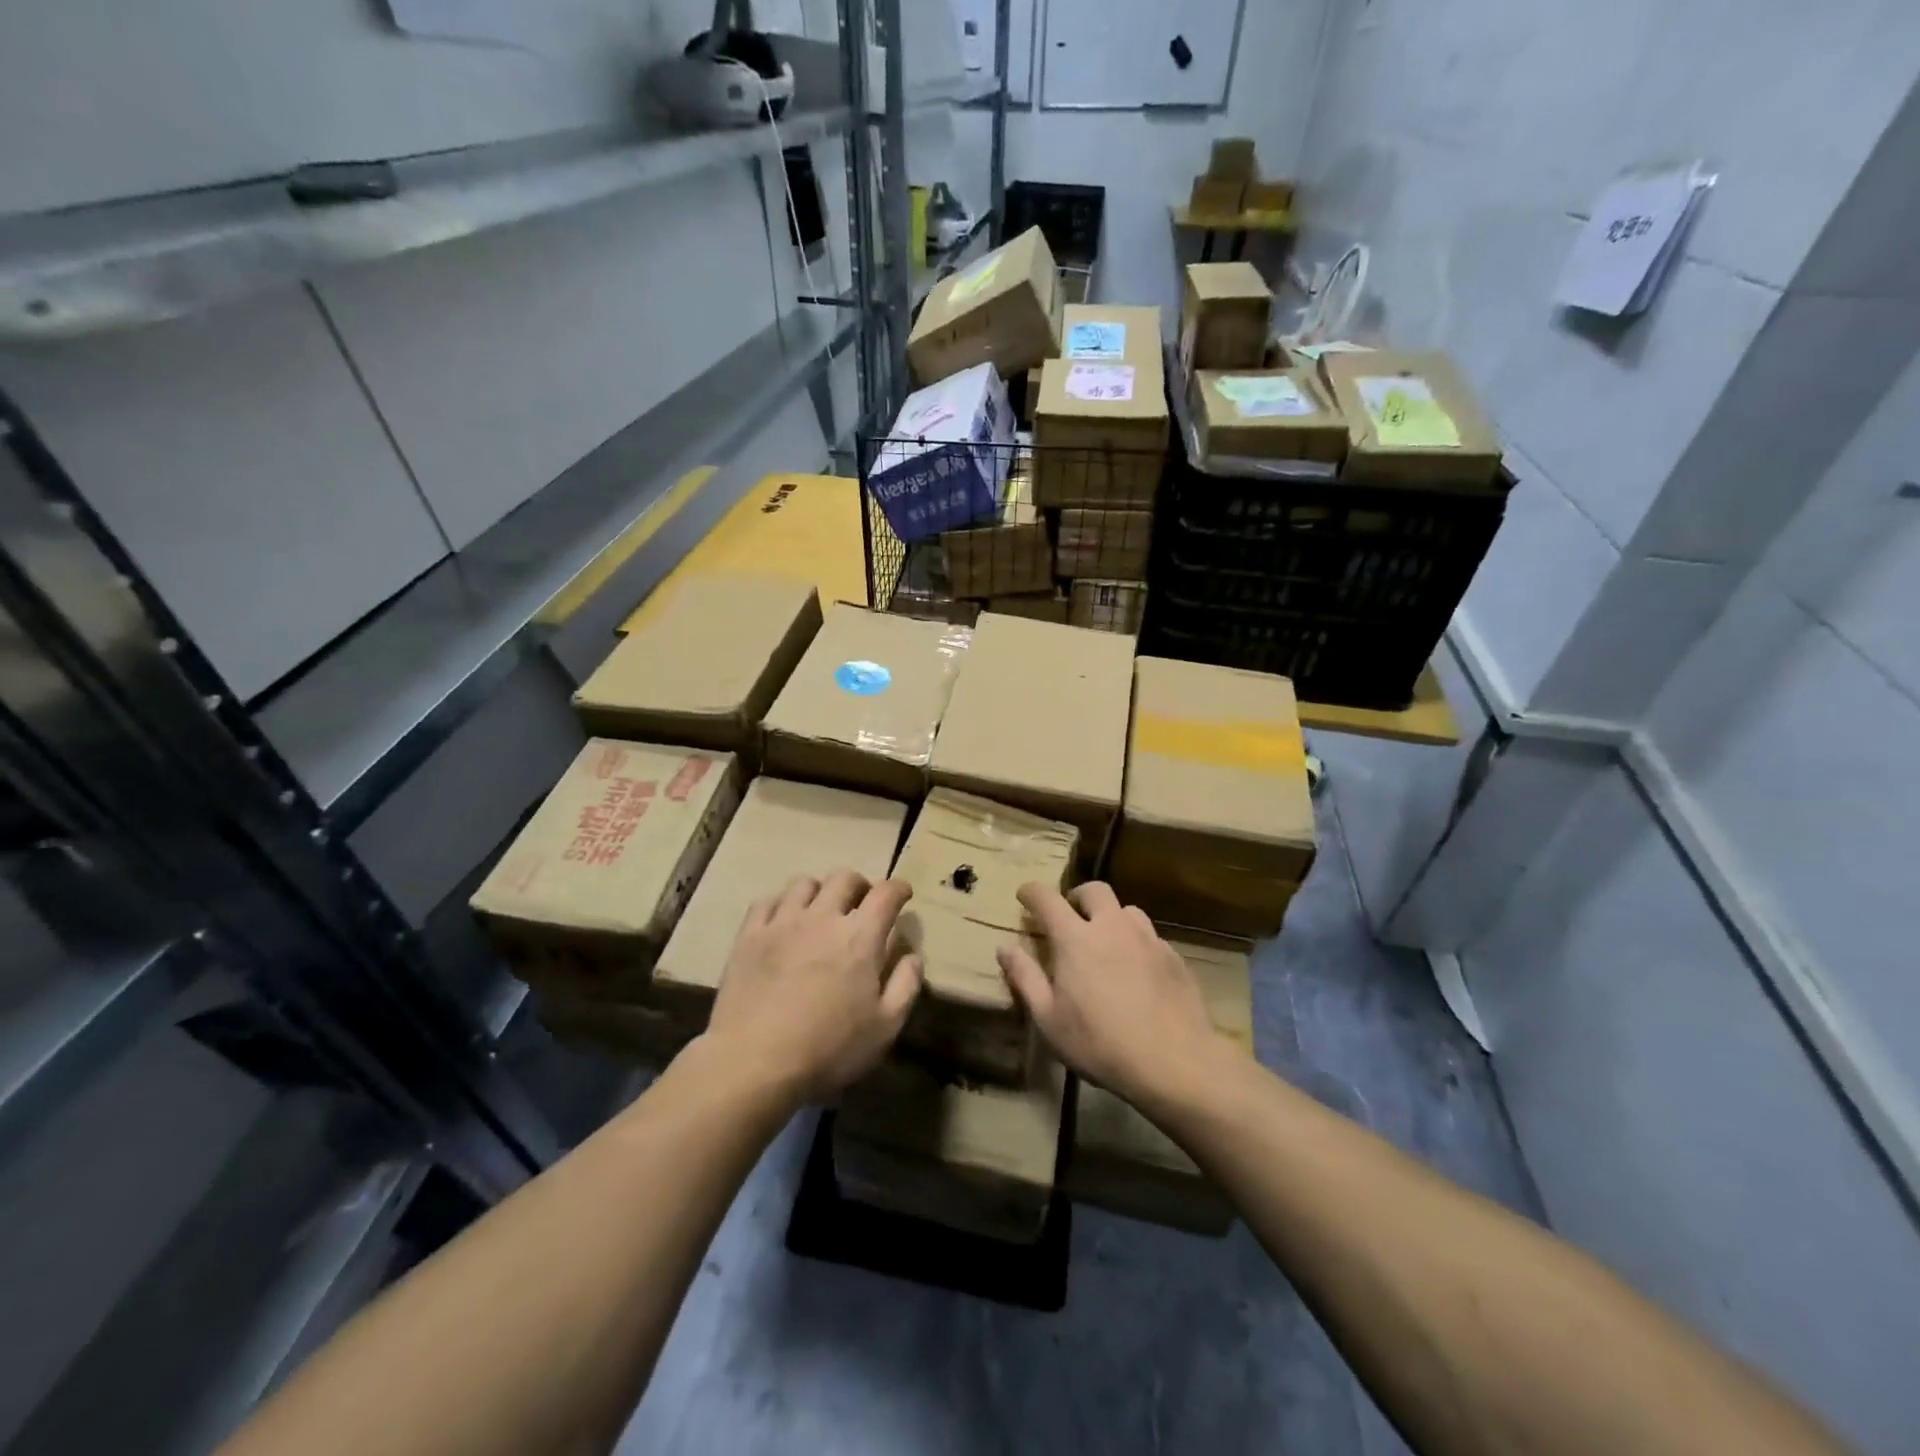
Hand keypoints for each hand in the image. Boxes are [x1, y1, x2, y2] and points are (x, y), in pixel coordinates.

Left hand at [705, 870, 921, 1102]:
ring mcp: (782, 922)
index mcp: (860, 937)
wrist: (754, 1061)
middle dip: (860, 885)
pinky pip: (767, 901)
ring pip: (804, 883)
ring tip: (821, 909)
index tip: (903, 895)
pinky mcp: (749, 935)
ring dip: (821, 891)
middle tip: (862, 904)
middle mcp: (822, 917)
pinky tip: (784, 919)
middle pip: (844, 878)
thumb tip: (912, 955)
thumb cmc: (828, 1049)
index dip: (898, 888)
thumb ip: (905, 985)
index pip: (886, 893)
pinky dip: (782, 903)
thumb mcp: (885, 1028)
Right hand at [997, 881, 1222, 1104]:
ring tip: (1106, 943)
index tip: (1024, 896)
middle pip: (1094, 890)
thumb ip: (1025, 978)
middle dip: (1077, 896)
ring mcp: (1147, 939)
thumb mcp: (1049, 1019)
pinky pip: (1149, 936)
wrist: (1174, 1063)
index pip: (1047, 898)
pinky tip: (1136, 971)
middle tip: (1069, 918)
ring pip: (1126, 910)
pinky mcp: (1173, 957)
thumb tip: (1004, 948)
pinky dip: (1135, 942)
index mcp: (1076, 938)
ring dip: (1110, 917)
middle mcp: (1112, 926)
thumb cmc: (1100, 1044)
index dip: (1031, 892)